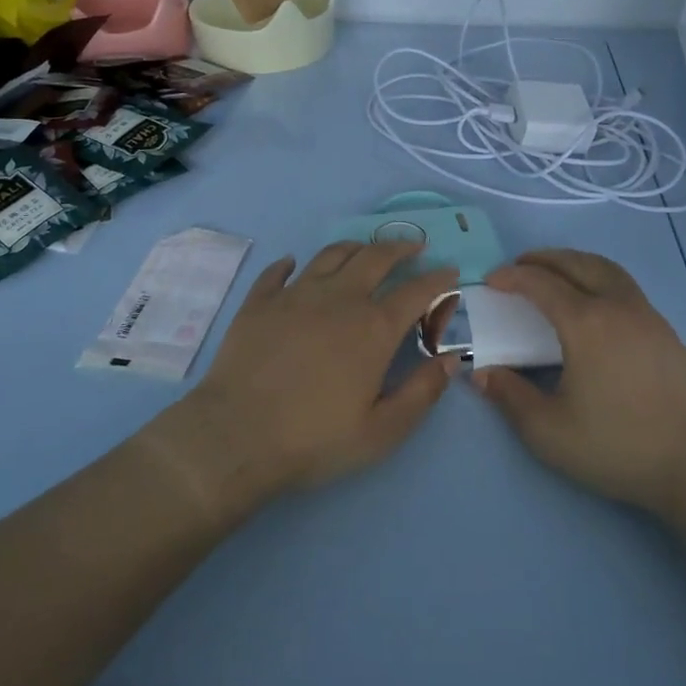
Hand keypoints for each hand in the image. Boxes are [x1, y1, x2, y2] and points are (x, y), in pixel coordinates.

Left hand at [162, 241, 459, 508]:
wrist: (235, 437)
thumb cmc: (314, 439)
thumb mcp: (381, 432)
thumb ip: (421, 393)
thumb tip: (451, 359)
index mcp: (373, 327)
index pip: (416, 291)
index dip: (438, 279)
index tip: (450, 272)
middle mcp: (339, 298)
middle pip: (376, 258)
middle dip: (401, 248)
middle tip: (414, 247)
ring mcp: (295, 294)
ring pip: (332, 254)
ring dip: (356, 247)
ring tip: (365, 249)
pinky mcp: (259, 302)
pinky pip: (278, 271)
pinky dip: (291, 263)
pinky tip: (294, 264)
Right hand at [473, 249, 685, 515]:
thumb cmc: (616, 446)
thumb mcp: (548, 431)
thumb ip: (510, 397)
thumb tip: (481, 374)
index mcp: (586, 323)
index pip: (541, 284)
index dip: (512, 277)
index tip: (491, 281)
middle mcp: (617, 306)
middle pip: (576, 263)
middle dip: (543, 259)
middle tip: (520, 267)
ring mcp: (647, 315)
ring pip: (607, 269)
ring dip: (575, 262)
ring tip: (556, 274)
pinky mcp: (666, 331)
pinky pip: (625, 287)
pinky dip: (599, 278)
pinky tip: (595, 305)